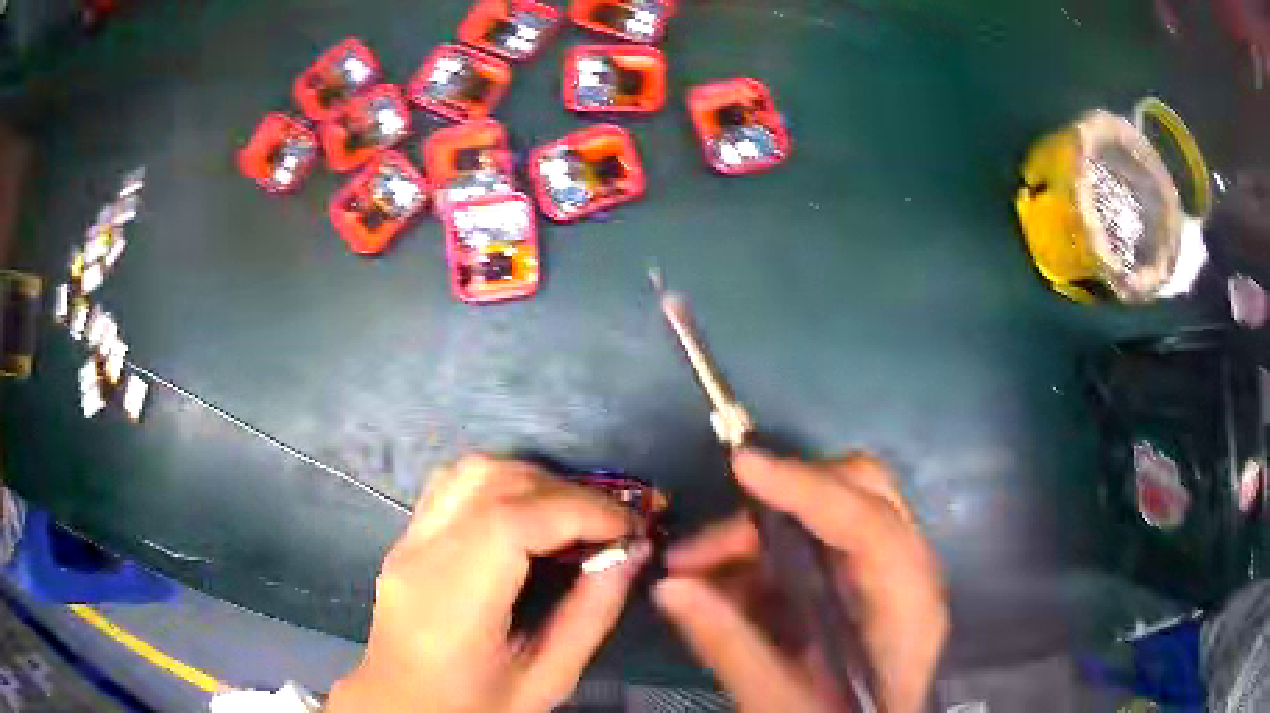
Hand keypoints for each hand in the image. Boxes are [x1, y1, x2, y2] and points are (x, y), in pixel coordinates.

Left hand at [328, 454, 649, 712]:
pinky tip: (528, 514)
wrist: (402, 707)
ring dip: (533, 479)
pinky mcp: (405, 538)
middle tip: (610, 522)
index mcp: (453, 602)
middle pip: (492, 481)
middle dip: (566, 491)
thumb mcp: (547, 679)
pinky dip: (502, 483)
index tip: (629, 526)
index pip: (512, 521)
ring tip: (573, 514)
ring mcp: (406, 541)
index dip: (580, 510)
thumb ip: (591, 614)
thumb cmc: (475, 707)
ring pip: (471, 471)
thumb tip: (632, 553)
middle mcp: (420, 556)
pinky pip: (454, 485)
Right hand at [655, 450, 947, 712]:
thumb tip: (669, 588)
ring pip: (835, 512)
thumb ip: (730, 646)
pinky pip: (820, 542)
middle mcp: (910, 575)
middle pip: (862, 494)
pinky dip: (769, 552)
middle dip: (782, 499)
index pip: (869, 524)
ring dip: (763, 530)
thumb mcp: (781, 703)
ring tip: (697, 569)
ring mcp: (892, 573)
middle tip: (712, 538)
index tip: (743, 466)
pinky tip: (728, 584)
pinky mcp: (868, 582)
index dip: (807, 489)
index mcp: (907, 608)